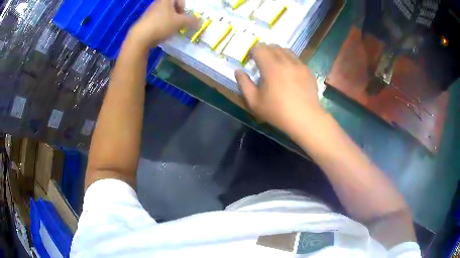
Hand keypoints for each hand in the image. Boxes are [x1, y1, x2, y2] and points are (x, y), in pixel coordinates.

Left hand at [128, 0, 198, 49]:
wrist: (140, 37)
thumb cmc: (161, 25)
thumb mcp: (180, 22)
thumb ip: (192, 21)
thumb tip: (202, 21)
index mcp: (165, 0)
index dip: (183, 7)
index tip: (183, 15)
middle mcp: (157, 3)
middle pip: (172, 6)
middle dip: (178, 15)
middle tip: (179, 23)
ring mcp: (149, 12)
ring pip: (164, 14)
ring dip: (170, 21)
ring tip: (171, 30)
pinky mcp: (145, 21)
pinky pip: (157, 20)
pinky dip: (162, 25)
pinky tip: (161, 33)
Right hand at [235, 44, 324, 134]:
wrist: (305, 118)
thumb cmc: (277, 112)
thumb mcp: (254, 101)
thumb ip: (243, 84)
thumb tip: (238, 71)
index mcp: (271, 67)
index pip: (259, 48)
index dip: (252, 52)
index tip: (251, 60)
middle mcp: (286, 61)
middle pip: (272, 46)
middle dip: (264, 50)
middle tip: (261, 62)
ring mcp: (299, 65)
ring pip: (285, 50)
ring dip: (277, 53)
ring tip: (275, 65)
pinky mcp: (307, 70)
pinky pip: (296, 59)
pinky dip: (289, 60)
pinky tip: (288, 73)